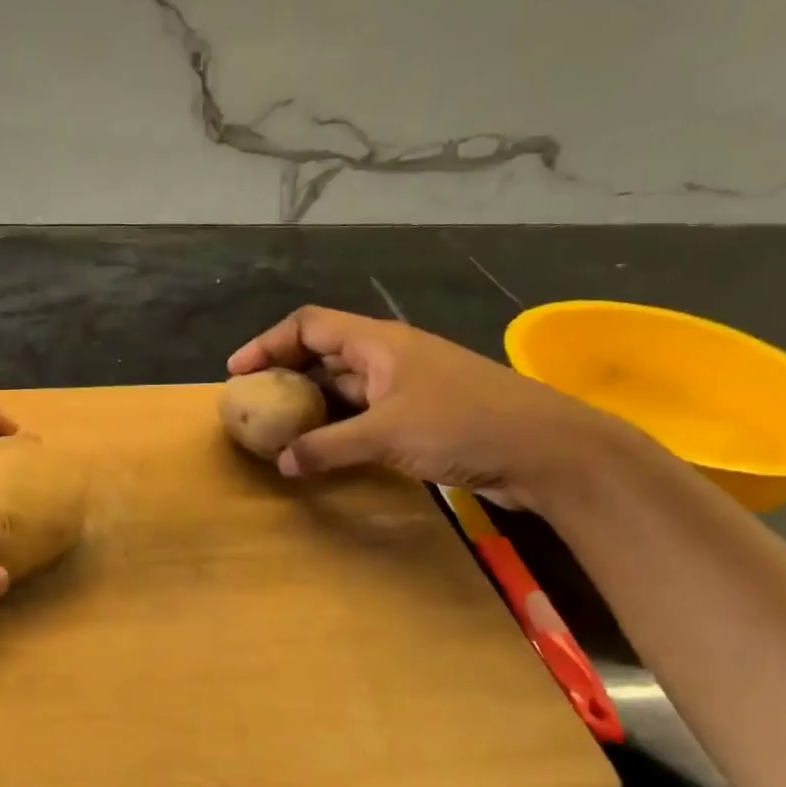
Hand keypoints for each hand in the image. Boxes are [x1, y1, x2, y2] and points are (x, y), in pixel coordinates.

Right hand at [226, 306, 620, 508]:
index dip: (268, 343)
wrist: (548, 450)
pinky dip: (338, 426)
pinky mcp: (421, 416)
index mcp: (379, 342)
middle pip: (323, 352)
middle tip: (253, 404)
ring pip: (344, 386)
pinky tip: (323, 448)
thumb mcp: (387, 435)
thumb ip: (328, 447)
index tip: (237, 372)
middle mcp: (389, 357)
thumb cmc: (464, 425)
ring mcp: (407, 387)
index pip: (309, 325)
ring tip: (278, 429)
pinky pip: (364, 413)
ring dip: (311, 403)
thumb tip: (282, 462)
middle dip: (284, 374)